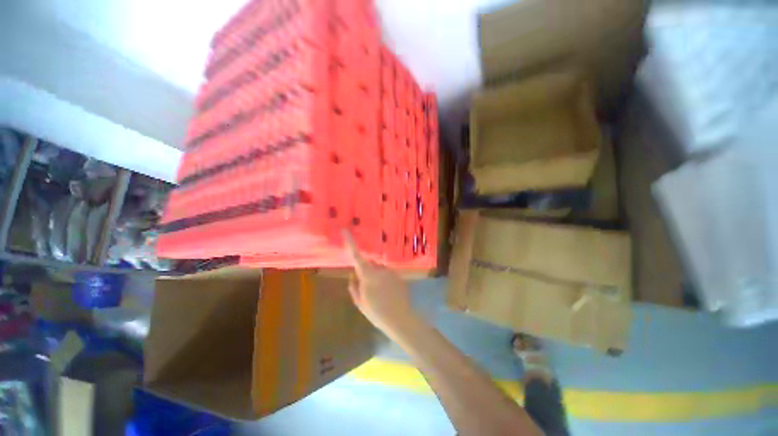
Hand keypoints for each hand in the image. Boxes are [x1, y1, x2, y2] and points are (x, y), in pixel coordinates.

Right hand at [343, 231, 414, 334]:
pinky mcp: (398, 275)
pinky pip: (387, 274)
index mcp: (368, 274)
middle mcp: (379, 268)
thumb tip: (353, 275)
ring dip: (376, 277)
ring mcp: (390, 271)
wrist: (399, 318)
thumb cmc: (376, 312)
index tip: (345, 230)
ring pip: (378, 270)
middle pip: (369, 264)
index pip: (356, 256)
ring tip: (380, 294)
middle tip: (368, 289)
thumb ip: (354, 286)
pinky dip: (385, 280)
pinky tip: (388, 294)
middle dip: (366, 272)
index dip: (350, 242)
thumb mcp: (360, 302)